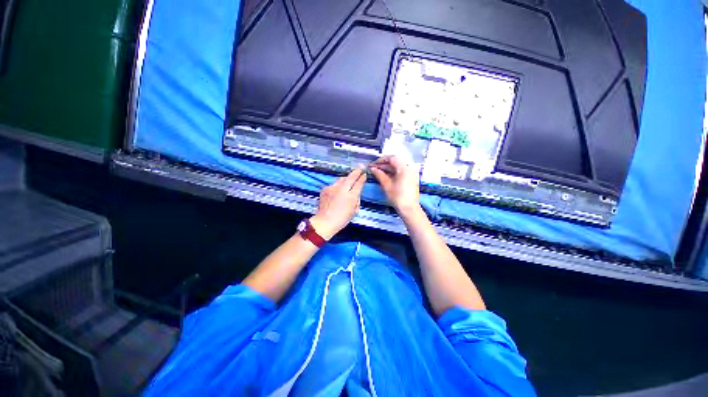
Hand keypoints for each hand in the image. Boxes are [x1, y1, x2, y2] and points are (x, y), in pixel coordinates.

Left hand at [310, 167, 366, 239]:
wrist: (325, 221)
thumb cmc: (342, 219)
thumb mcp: (354, 211)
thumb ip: (356, 199)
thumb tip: (356, 192)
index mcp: (351, 196)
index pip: (359, 184)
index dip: (362, 178)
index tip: (364, 174)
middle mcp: (342, 190)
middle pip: (351, 177)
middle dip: (357, 171)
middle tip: (360, 167)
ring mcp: (333, 188)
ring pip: (341, 179)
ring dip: (346, 179)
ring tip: (348, 180)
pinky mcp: (326, 188)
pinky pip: (334, 184)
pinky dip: (337, 186)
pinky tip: (337, 191)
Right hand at [369, 156, 420, 214]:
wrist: (409, 209)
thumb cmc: (397, 197)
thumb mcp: (386, 185)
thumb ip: (379, 174)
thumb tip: (372, 168)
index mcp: (404, 168)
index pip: (392, 158)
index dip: (381, 160)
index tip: (373, 164)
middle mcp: (409, 168)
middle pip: (395, 162)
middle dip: (383, 164)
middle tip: (374, 168)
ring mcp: (411, 173)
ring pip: (397, 167)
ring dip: (387, 168)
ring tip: (377, 172)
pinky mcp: (410, 178)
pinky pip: (400, 171)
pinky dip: (392, 172)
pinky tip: (385, 175)